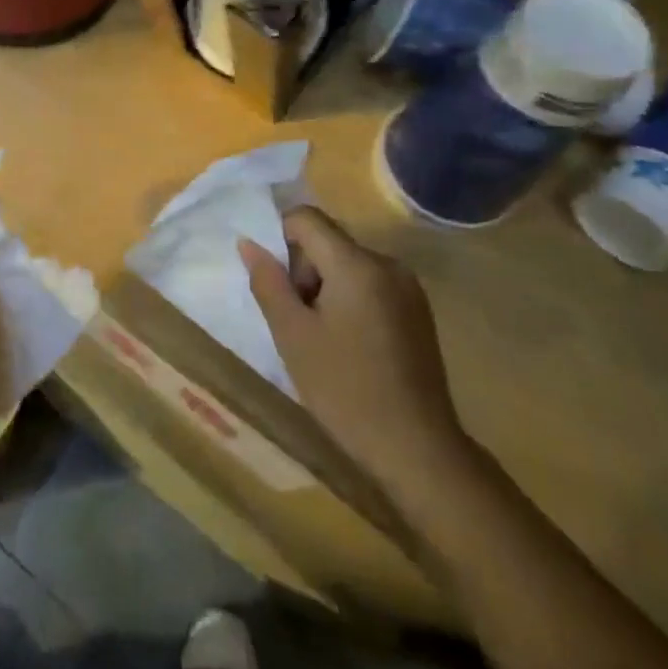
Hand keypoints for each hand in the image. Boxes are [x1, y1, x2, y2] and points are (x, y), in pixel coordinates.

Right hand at [240, 207, 468, 504]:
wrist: (418, 450)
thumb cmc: (346, 390)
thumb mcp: (292, 335)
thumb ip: (268, 282)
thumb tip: (249, 243)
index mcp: (357, 264)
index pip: (306, 218)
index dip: (279, 239)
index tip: (276, 285)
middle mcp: (387, 263)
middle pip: (328, 240)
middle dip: (303, 270)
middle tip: (297, 321)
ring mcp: (408, 287)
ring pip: (347, 263)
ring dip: (324, 287)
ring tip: (322, 339)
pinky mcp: (417, 310)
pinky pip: (370, 284)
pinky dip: (349, 300)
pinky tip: (349, 346)